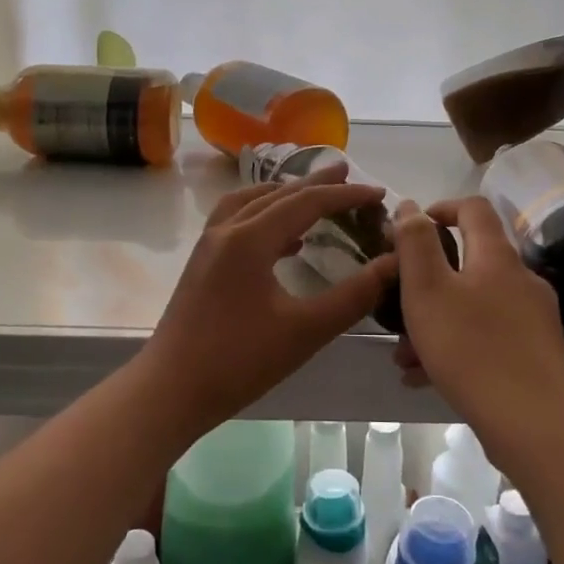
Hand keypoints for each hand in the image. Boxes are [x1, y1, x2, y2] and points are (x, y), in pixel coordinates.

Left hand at [143, 163, 395, 430]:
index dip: (345, 195)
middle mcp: (226, 231)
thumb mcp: (306, 330)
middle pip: (277, 194)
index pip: (307, 202)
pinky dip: (264, 217)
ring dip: (285, 196)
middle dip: (315, 184)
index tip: (378, 193)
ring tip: (313, 198)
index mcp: (250, 238)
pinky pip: (236, 222)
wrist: (170, 390)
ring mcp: (209, 246)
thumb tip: (393, 264)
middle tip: (347, 172)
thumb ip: (354, 296)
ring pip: (250, 203)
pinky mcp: (202, 264)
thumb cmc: (239, 361)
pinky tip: (283, 241)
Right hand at [390, 195, 563, 432]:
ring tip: (404, 356)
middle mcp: (522, 280)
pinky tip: (426, 378)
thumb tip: (409, 206)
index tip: (411, 228)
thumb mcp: (427, 290)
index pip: (474, 209)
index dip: (441, 208)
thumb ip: (415, 244)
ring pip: (475, 307)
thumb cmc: (471, 349)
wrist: (535, 424)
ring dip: (437, 322)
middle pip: (470, 264)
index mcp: (497, 257)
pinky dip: (457, 348)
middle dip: (428, 282)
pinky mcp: (536, 354)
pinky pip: (488, 338)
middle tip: (397, 306)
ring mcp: (534, 319)